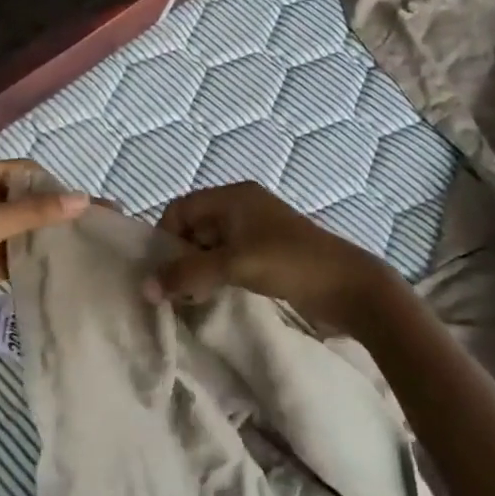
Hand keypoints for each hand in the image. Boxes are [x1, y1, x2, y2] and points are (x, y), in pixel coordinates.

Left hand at [0, 161, 86, 362]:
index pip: (20, 172)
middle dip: (59, 208)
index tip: (80, 200)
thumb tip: (84, 199)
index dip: (50, 181)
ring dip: (53, 235)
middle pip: (26, 201)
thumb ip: (32, 212)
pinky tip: (68, 266)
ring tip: (93, 242)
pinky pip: (17, 259)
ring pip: (24, 232)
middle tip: (101, 220)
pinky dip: (40, 260)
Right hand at [148, 182, 406, 338]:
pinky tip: (213, 298)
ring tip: (192, 298)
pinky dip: (216, 276)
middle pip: (194, 226)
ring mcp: (256, 231)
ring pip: (210, 246)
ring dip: (198, 270)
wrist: (349, 286)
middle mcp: (242, 207)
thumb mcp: (234, 265)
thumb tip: (145, 287)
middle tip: (175, 290)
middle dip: (180, 256)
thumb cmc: (290, 263)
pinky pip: (228, 260)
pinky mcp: (266, 254)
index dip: (166, 237)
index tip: (162, 271)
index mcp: (234, 197)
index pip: (181, 208)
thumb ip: (188, 274)